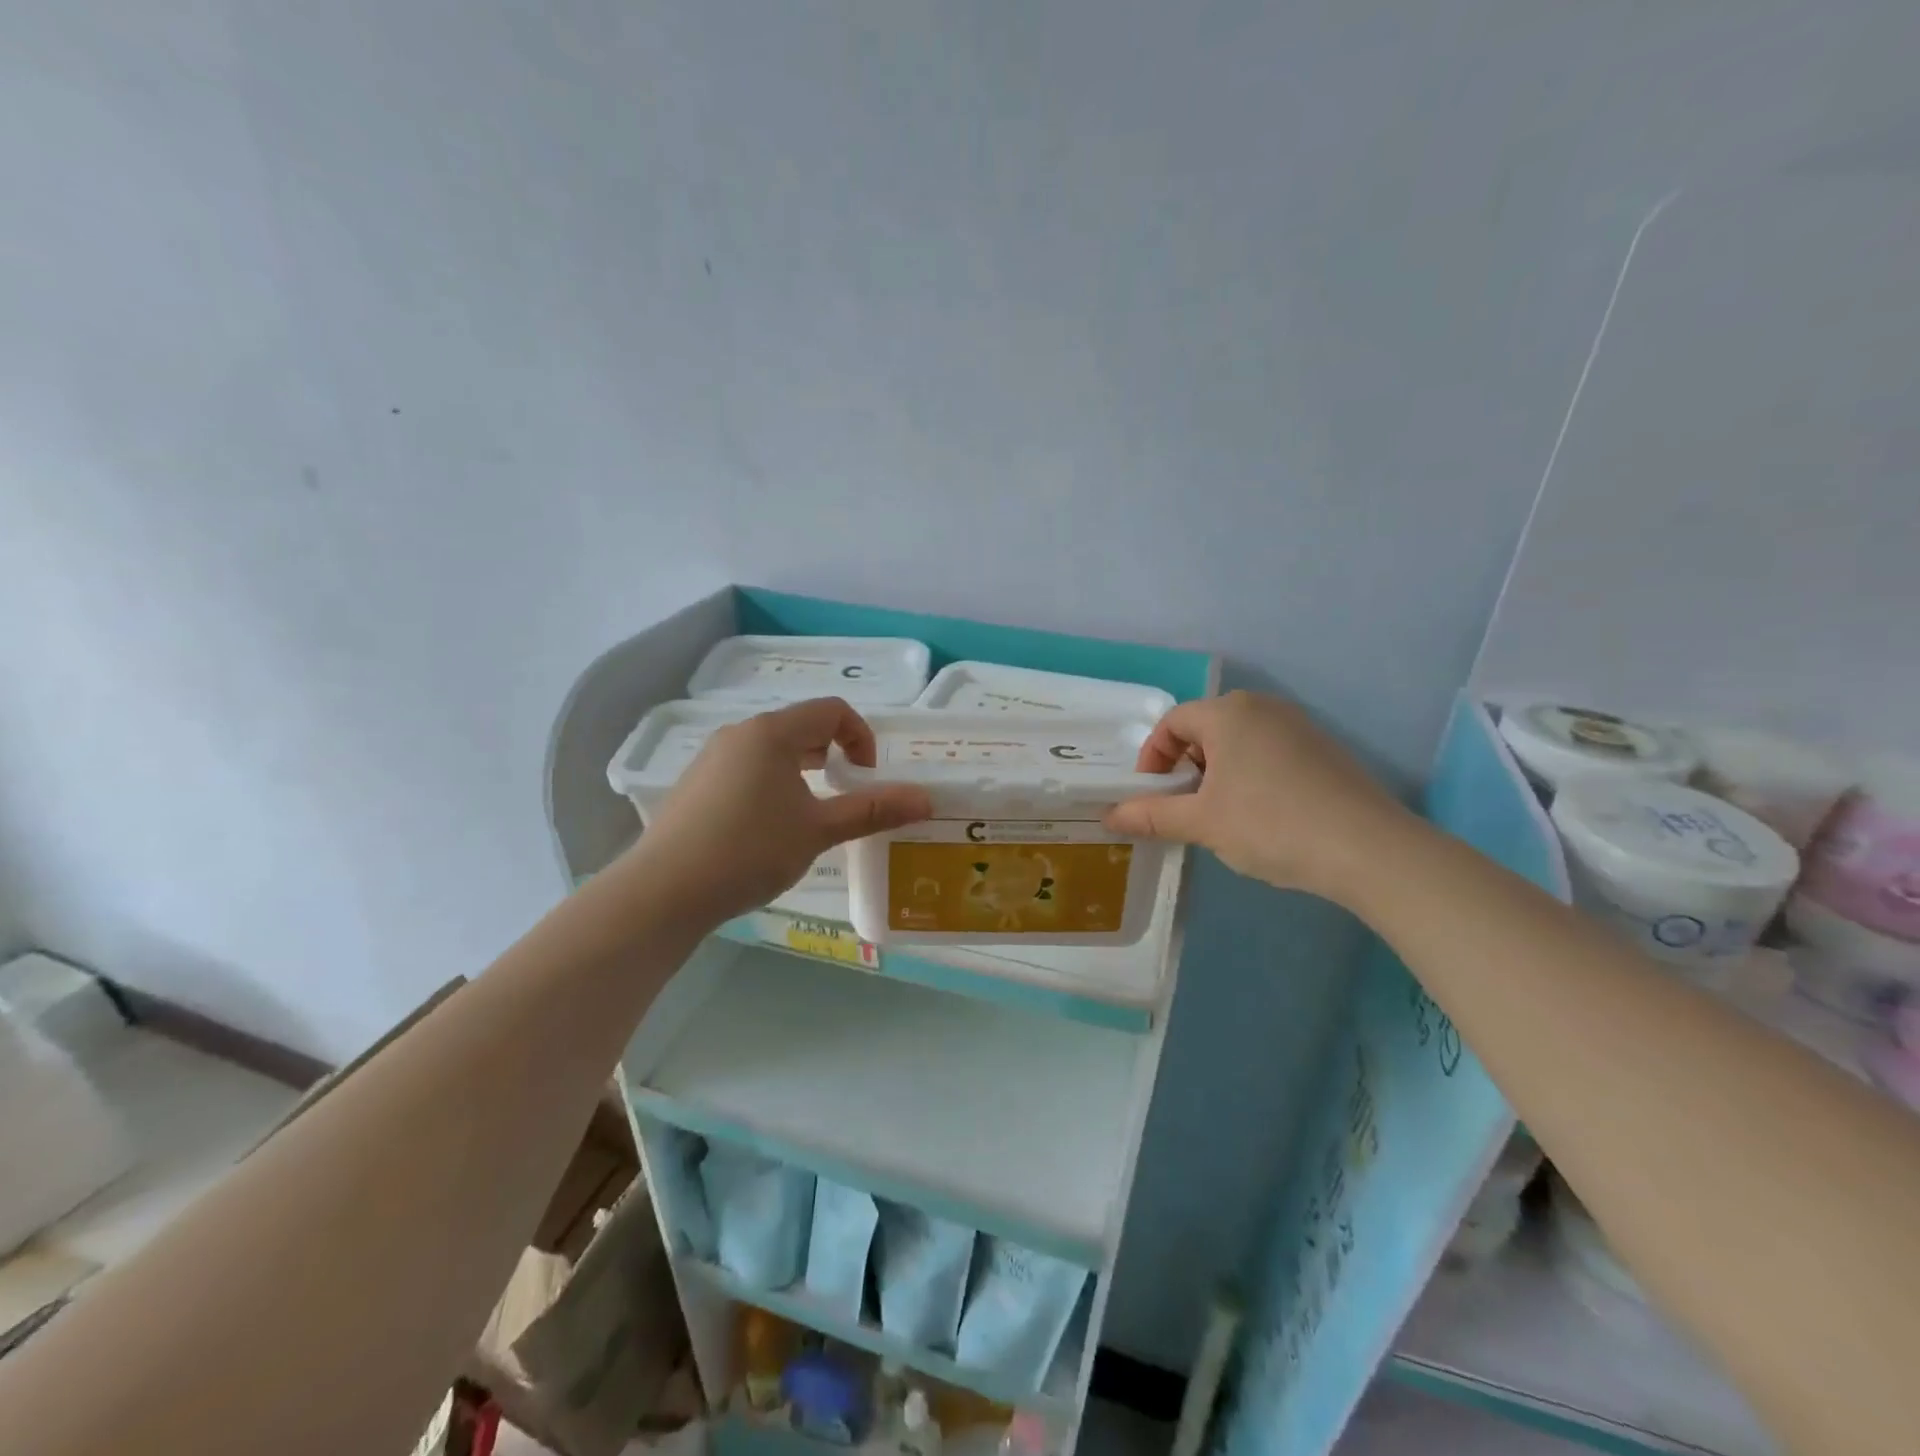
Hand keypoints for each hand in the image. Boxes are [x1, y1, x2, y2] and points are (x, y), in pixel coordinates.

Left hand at [633, 697, 932, 923]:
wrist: (665, 890)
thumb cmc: (750, 850)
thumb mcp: (818, 830)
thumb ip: (872, 810)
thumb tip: (926, 799)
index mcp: (771, 733)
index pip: (831, 711)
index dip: (861, 737)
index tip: (866, 777)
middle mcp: (740, 733)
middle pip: (801, 727)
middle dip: (832, 755)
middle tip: (845, 794)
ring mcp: (712, 758)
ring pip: (772, 750)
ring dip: (802, 771)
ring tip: (810, 814)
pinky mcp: (696, 784)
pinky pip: (747, 769)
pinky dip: (772, 784)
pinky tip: (767, 829)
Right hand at [1104, 690, 1415, 904]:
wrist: (1368, 849)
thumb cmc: (1271, 824)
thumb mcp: (1203, 823)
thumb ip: (1152, 816)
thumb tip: (1110, 817)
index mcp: (1228, 713)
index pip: (1172, 723)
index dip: (1152, 757)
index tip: (1150, 795)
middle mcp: (1263, 708)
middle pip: (1205, 728)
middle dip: (1184, 766)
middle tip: (1182, 806)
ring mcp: (1299, 726)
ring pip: (1239, 742)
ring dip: (1216, 773)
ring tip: (1220, 815)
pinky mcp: (1324, 750)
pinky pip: (1270, 752)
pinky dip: (1250, 776)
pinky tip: (1262, 816)